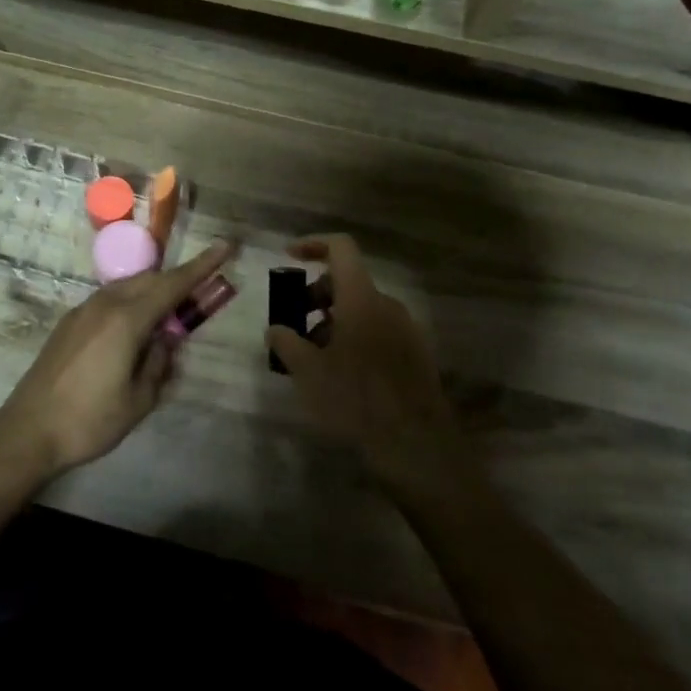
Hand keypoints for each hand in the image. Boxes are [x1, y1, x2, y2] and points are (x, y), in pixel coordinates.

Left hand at [0, 240, 236, 478]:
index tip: (225, 246)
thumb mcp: (139, 399)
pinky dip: (130, 305)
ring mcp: (83, 311)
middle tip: (200, 293)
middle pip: (150, 280)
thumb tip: (166, 341)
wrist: (28, 430)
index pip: (173, 284)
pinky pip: (109, 301)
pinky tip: (134, 332)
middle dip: (178, 281)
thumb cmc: (90, 420)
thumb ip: (159, 362)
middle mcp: (104, 304)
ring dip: (152, 293)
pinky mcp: (69, 323)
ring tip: (169, 317)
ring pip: (127, 288)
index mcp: (126, 319)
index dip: (202, 266)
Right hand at [265, 235, 464, 494]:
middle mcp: (387, 305)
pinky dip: (353, 337)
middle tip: (293, 326)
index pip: (341, 248)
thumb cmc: (356, 400)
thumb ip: (286, 343)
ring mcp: (406, 329)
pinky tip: (340, 373)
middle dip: (315, 296)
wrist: (416, 446)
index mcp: (362, 298)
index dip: (313, 244)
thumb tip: (275, 329)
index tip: (289, 257)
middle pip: (348, 281)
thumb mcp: (308, 372)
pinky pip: (377, 330)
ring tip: (312, 357)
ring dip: (333, 321)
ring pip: (362, 309)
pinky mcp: (415, 354)